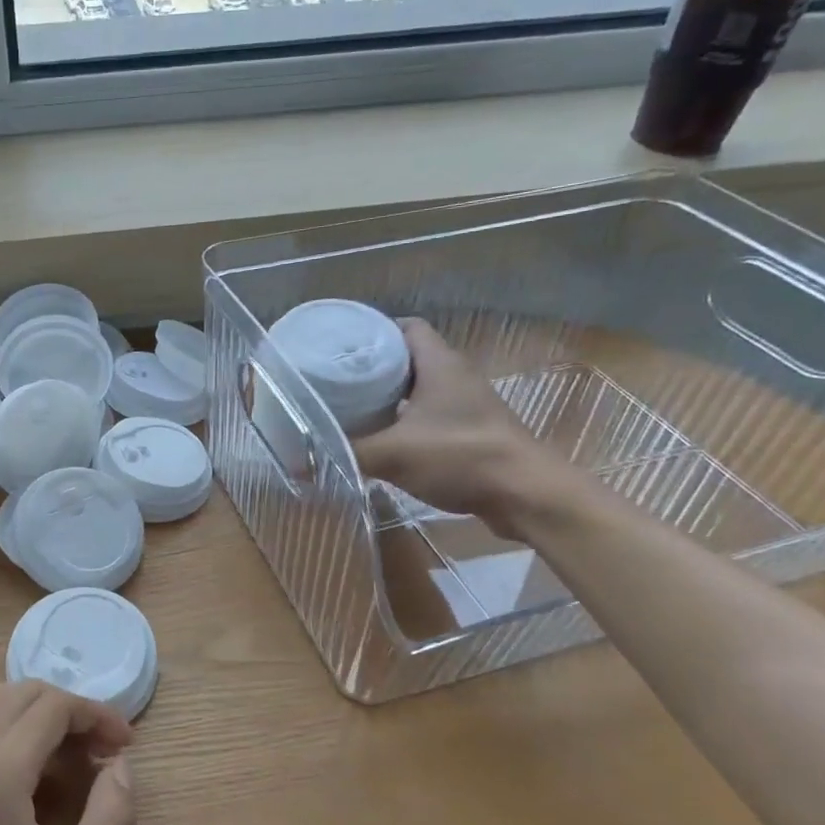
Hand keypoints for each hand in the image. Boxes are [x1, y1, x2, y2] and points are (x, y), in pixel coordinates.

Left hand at [0, 682, 134, 824]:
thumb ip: (110, 818)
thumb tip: (121, 767)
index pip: (53, 706)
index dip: (96, 714)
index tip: (125, 745)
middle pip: (20, 693)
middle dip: (67, 709)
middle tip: (98, 750)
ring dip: (36, 722)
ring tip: (68, 768)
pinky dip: (8, 740)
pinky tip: (26, 792)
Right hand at [352, 319, 569, 537]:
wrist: (527, 496)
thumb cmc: (461, 456)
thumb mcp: (393, 454)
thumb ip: (346, 454)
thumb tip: (297, 465)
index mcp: (439, 364)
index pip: (405, 327)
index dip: (374, 330)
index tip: (341, 345)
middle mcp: (455, 376)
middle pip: (409, 358)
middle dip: (373, 367)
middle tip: (336, 379)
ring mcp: (467, 406)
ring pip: (419, 390)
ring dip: (390, 398)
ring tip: (351, 408)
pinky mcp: (472, 433)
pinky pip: (431, 416)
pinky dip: (405, 423)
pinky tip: (382, 441)